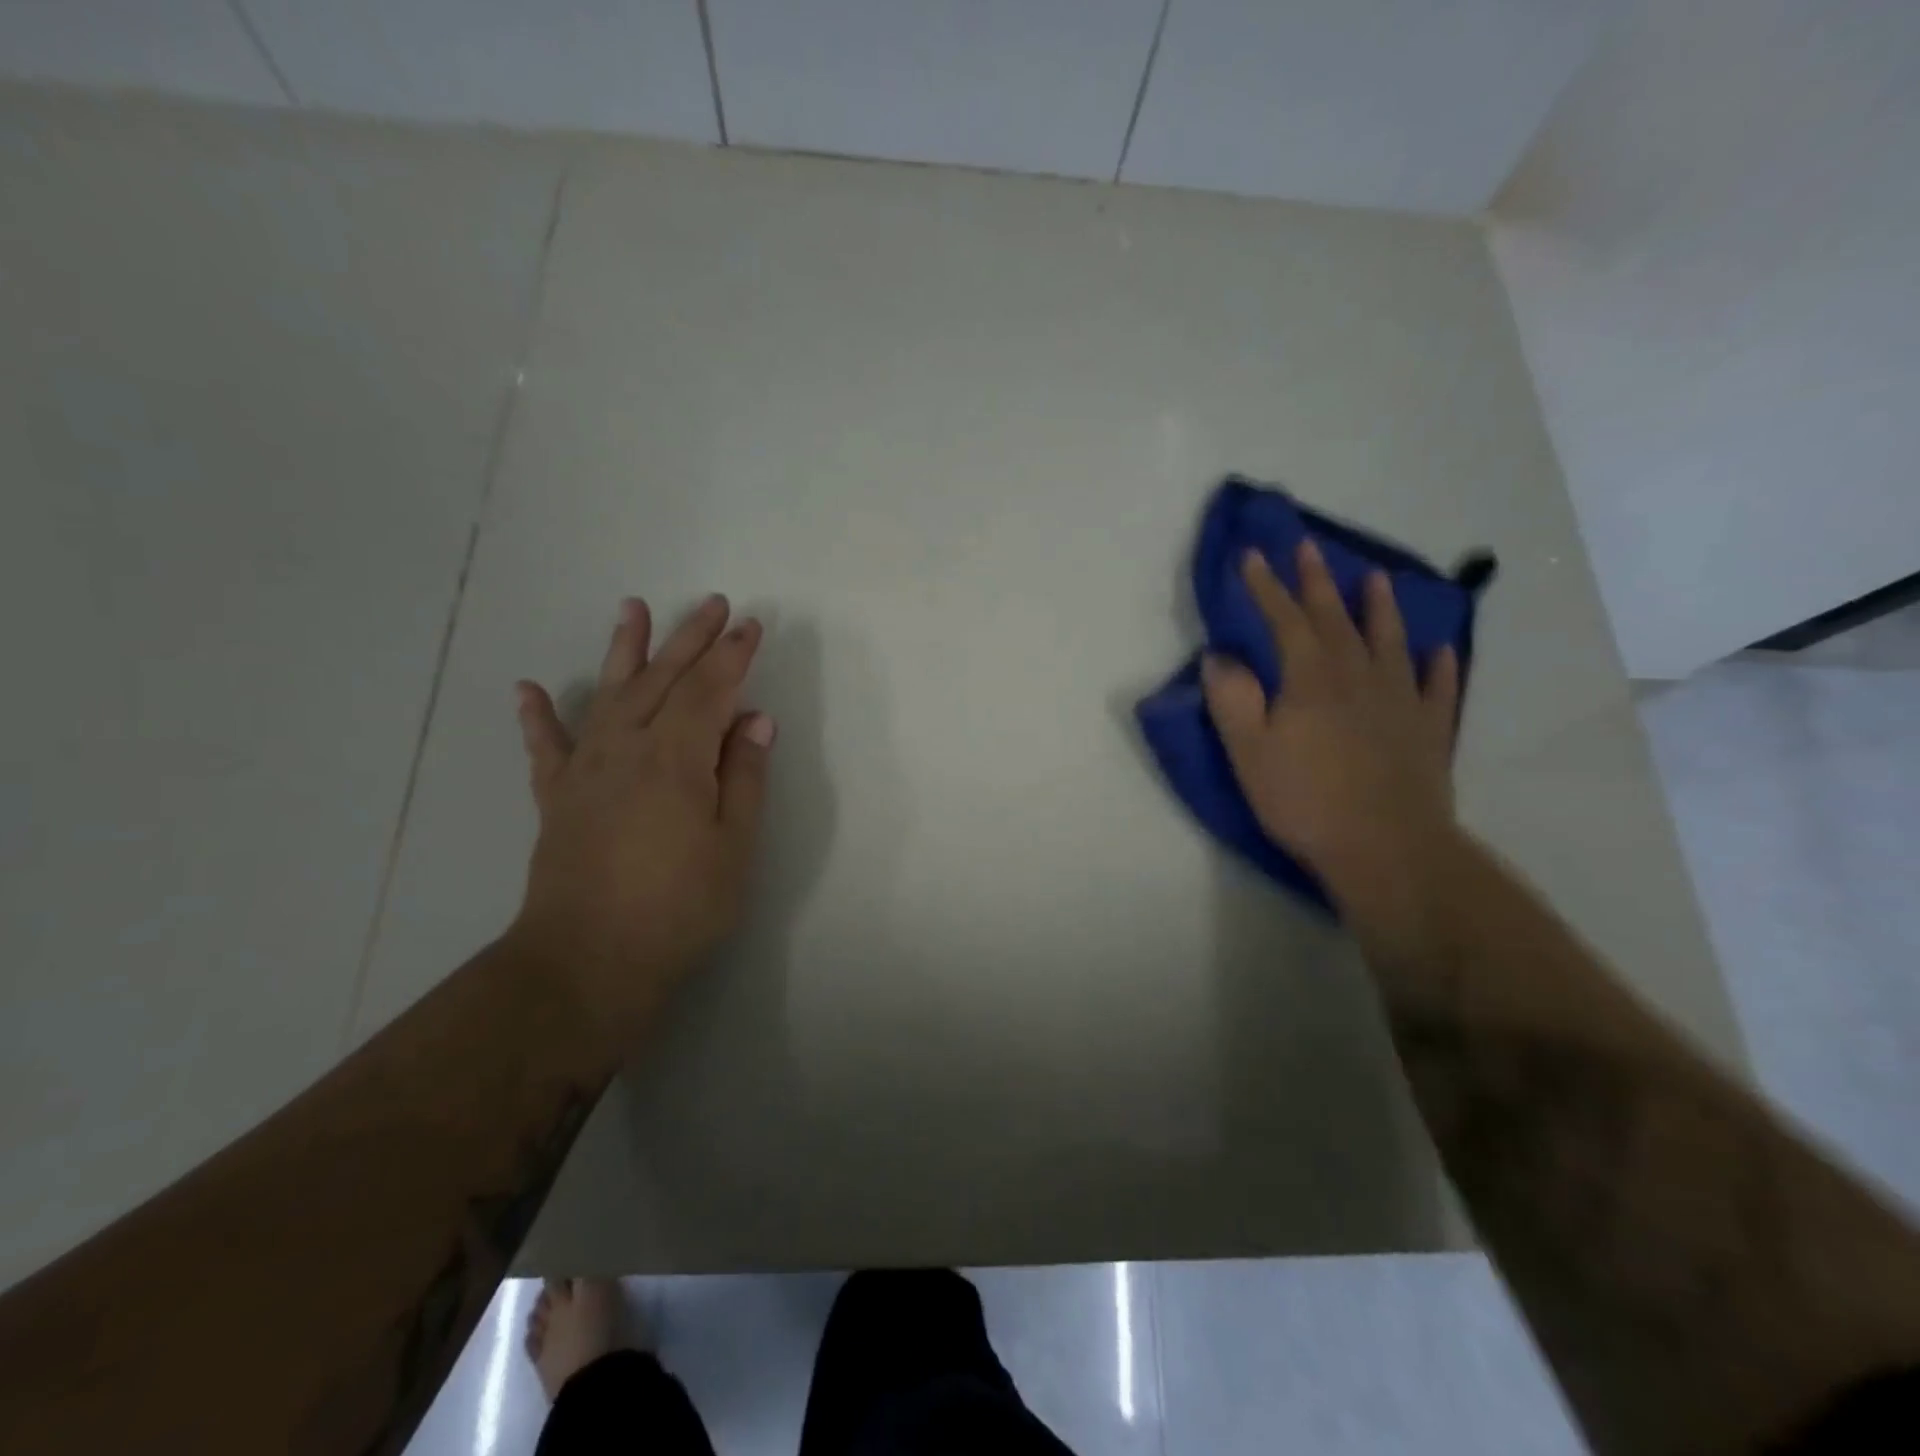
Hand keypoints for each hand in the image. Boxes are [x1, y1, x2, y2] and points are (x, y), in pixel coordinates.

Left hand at [508, 594, 773, 1045]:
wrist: (588, 961)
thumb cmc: (679, 908)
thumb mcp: (734, 846)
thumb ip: (744, 776)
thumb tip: (755, 719)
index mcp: (677, 758)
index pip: (711, 690)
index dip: (733, 656)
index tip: (751, 626)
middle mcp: (627, 748)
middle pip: (663, 678)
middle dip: (691, 638)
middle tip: (711, 603)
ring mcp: (586, 769)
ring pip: (608, 694)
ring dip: (624, 650)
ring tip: (631, 609)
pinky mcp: (557, 797)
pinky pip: (546, 747)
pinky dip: (538, 717)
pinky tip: (528, 689)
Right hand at [1202, 539, 1460, 918]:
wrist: (1387, 848)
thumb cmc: (1306, 800)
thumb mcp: (1249, 753)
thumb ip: (1232, 700)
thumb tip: (1219, 657)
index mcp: (1310, 679)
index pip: (1284, 621)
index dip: (1266, 587)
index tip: (1252, 555)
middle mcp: (1358, 677)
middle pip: (1335, 619)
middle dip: (1318, 582)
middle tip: (1309, 548)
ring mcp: (1401, 701)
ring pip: (1390, 642)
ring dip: (1380, 608)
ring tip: (1377, 579)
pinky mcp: (1430, 731)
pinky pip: (1437, 688)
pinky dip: (1438, 667)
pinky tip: (1438, 651)